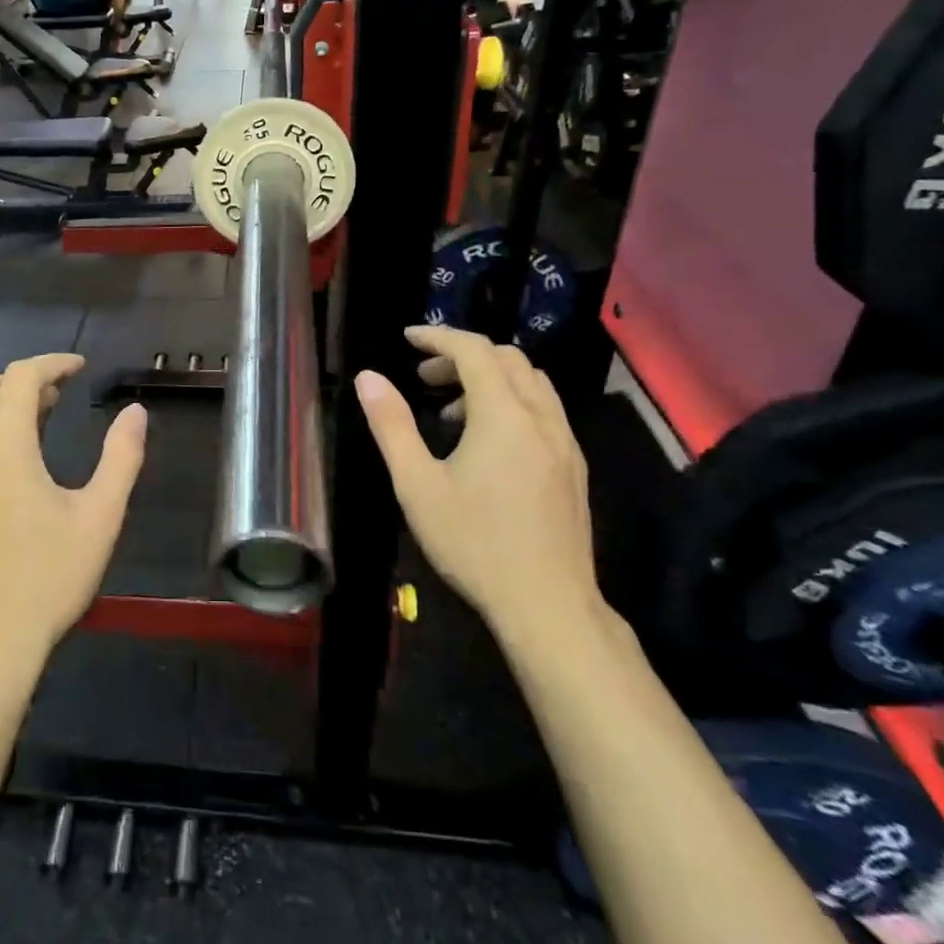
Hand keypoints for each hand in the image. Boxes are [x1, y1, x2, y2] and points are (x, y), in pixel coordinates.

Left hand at [0, 355, 147, 686]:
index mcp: (6, 447)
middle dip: (20, 380)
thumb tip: (136, 411)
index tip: (79, 368)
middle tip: (57, 397)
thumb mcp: (101, 516)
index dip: (52, 363)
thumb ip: (121, 457)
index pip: (21, 377)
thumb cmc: (51, 577)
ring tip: (30, 427)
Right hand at [353, 326, 596, 638]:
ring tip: (452, 411)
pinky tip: (489, 444)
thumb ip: (391, 425)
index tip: (408, 338)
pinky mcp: (575, 468)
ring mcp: (565, 443)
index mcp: (503, 415)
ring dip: (490, 379)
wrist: (548, 605)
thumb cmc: (473, 543)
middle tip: (425, 378)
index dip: (438, 337)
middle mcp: (541, 418)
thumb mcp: (417, 484)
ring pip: (532, 384)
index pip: (474, 351)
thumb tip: (368, 378)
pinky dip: (512, 403)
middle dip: (463, 357)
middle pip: (507, 360)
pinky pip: (545, 411)